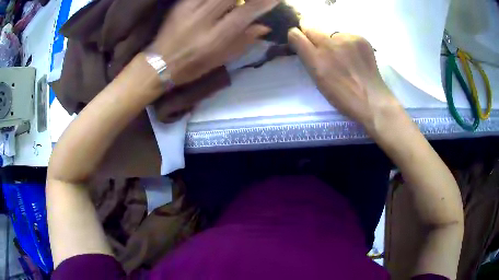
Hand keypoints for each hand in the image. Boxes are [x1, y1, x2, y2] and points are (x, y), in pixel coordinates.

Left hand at [150, 0, 278, 85]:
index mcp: (217, 37)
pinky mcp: (181, 4)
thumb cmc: (193, 65)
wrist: (160, 63)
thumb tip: (264, 27)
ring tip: (235, 2)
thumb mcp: (221, 59)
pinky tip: (219, 2)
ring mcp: (191, 9)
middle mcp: (205, 19)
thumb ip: (244, 41)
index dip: (265, 2)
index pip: (247, 12)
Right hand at [288, 28, 402, 133]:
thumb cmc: (342, 96)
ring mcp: (346, 39)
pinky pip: (346, 35)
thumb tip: (304, 44)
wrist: (371, 99)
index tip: (300, 41)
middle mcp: (329, 44)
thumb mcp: (318, 80)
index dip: (296, 37)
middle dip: (311, 35)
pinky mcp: (360, 38)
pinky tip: (354, 56)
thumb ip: (309, 59)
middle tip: (321, 47)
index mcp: (316, 59)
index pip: (295, 34)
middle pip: (310, 26)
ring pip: (329, 32)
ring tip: (343, 56)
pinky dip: (347, 43)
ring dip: (331, 40)